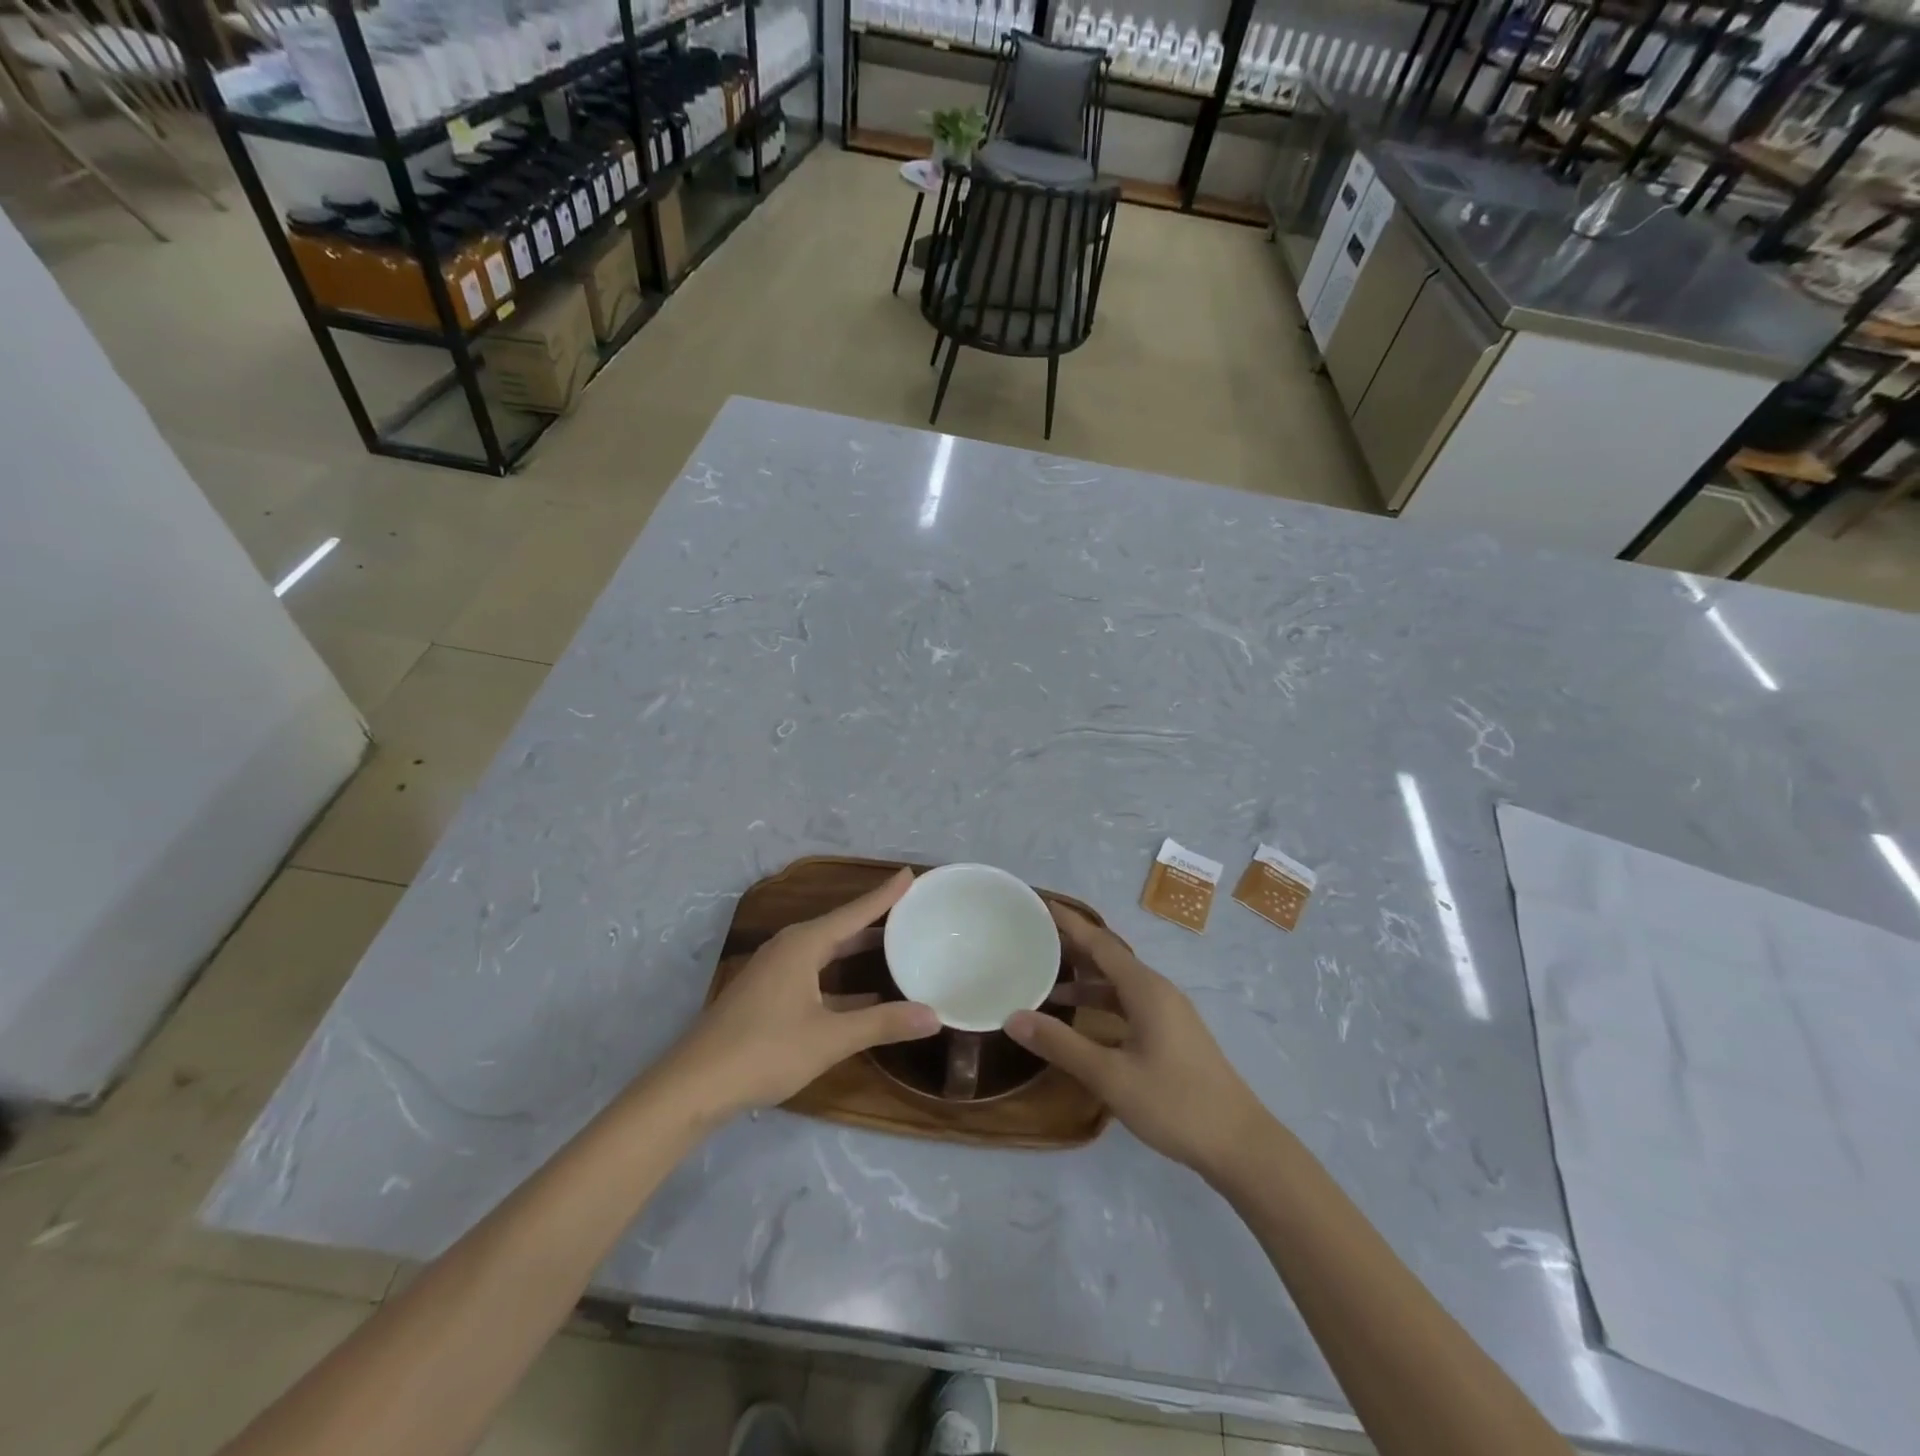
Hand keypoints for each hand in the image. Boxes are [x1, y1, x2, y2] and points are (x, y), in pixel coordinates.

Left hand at [659, 869, 939, 1119]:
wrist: (694, 1085)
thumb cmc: (765, 1050)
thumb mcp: (830, 1038)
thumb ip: (883, 1024)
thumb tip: (935, 1016)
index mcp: (803, 944)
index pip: (855, 911)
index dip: (885, 894)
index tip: (910, 874)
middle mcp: (789, 948)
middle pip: (840, 927)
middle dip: (874, 920)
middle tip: (910, 911)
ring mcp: (774, 972)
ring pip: (826, 952)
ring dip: (857, 950)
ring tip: (893, 946)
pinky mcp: (767, 995)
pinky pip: (814, 973)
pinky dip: (840, 978)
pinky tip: (863, 996)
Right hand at [1007, 904, 1271, 1180]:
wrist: (1240, 1144)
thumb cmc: (1175, 1103)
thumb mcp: (1110, 1076)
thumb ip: (1061, 1045)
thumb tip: (1013, 1016)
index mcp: (1145, 989)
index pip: (1100, 943)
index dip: (1070, 923)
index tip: (1040, 904)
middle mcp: (1157, 991)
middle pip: (1109, 958)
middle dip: (1073, 947)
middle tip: (1034, 940)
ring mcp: (1168, 1013)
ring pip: (1119, 984)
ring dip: (1085, 980)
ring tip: (1046, 983)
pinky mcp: (1172, 1034)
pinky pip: (1129, 1003)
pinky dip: (1101, 1003)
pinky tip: (1082, 1022)